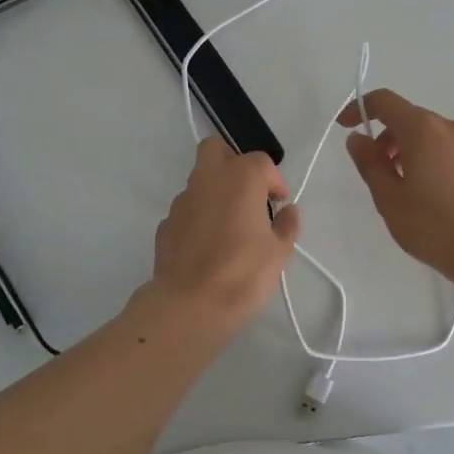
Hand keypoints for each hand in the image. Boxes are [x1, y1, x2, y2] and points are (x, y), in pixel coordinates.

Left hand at [150, 138, 300, 336]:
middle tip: (248, 193)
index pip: (261, 161)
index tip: (279, 204)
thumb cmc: (243, 273)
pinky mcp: (165, 224)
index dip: (274, 180)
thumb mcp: (279, 252)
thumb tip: (287, 211)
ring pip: (199, 180)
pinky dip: (199, 217)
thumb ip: (287, 225)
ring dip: (215, 192)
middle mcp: (208, 180)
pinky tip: (208, 246)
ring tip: (230, 226)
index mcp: (240, 178)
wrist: (190, 305)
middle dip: (233, 162)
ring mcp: (182, 201)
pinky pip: (187, 210)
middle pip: (216, 149)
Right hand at [338, 88, 453, 286]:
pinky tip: (423, 194)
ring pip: (426, 135)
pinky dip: (425, 159)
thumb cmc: (434, 226)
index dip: (359, 109)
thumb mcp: (390, 199)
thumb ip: (370, 164)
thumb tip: (357, 139)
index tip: (344, 128)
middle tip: (373, 171)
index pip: (385, 101)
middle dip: (383, 137)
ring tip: (397, 188)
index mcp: (422, 129)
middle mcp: (448, 127)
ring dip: (404, 150)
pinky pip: (443, 149)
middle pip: (406, 118)